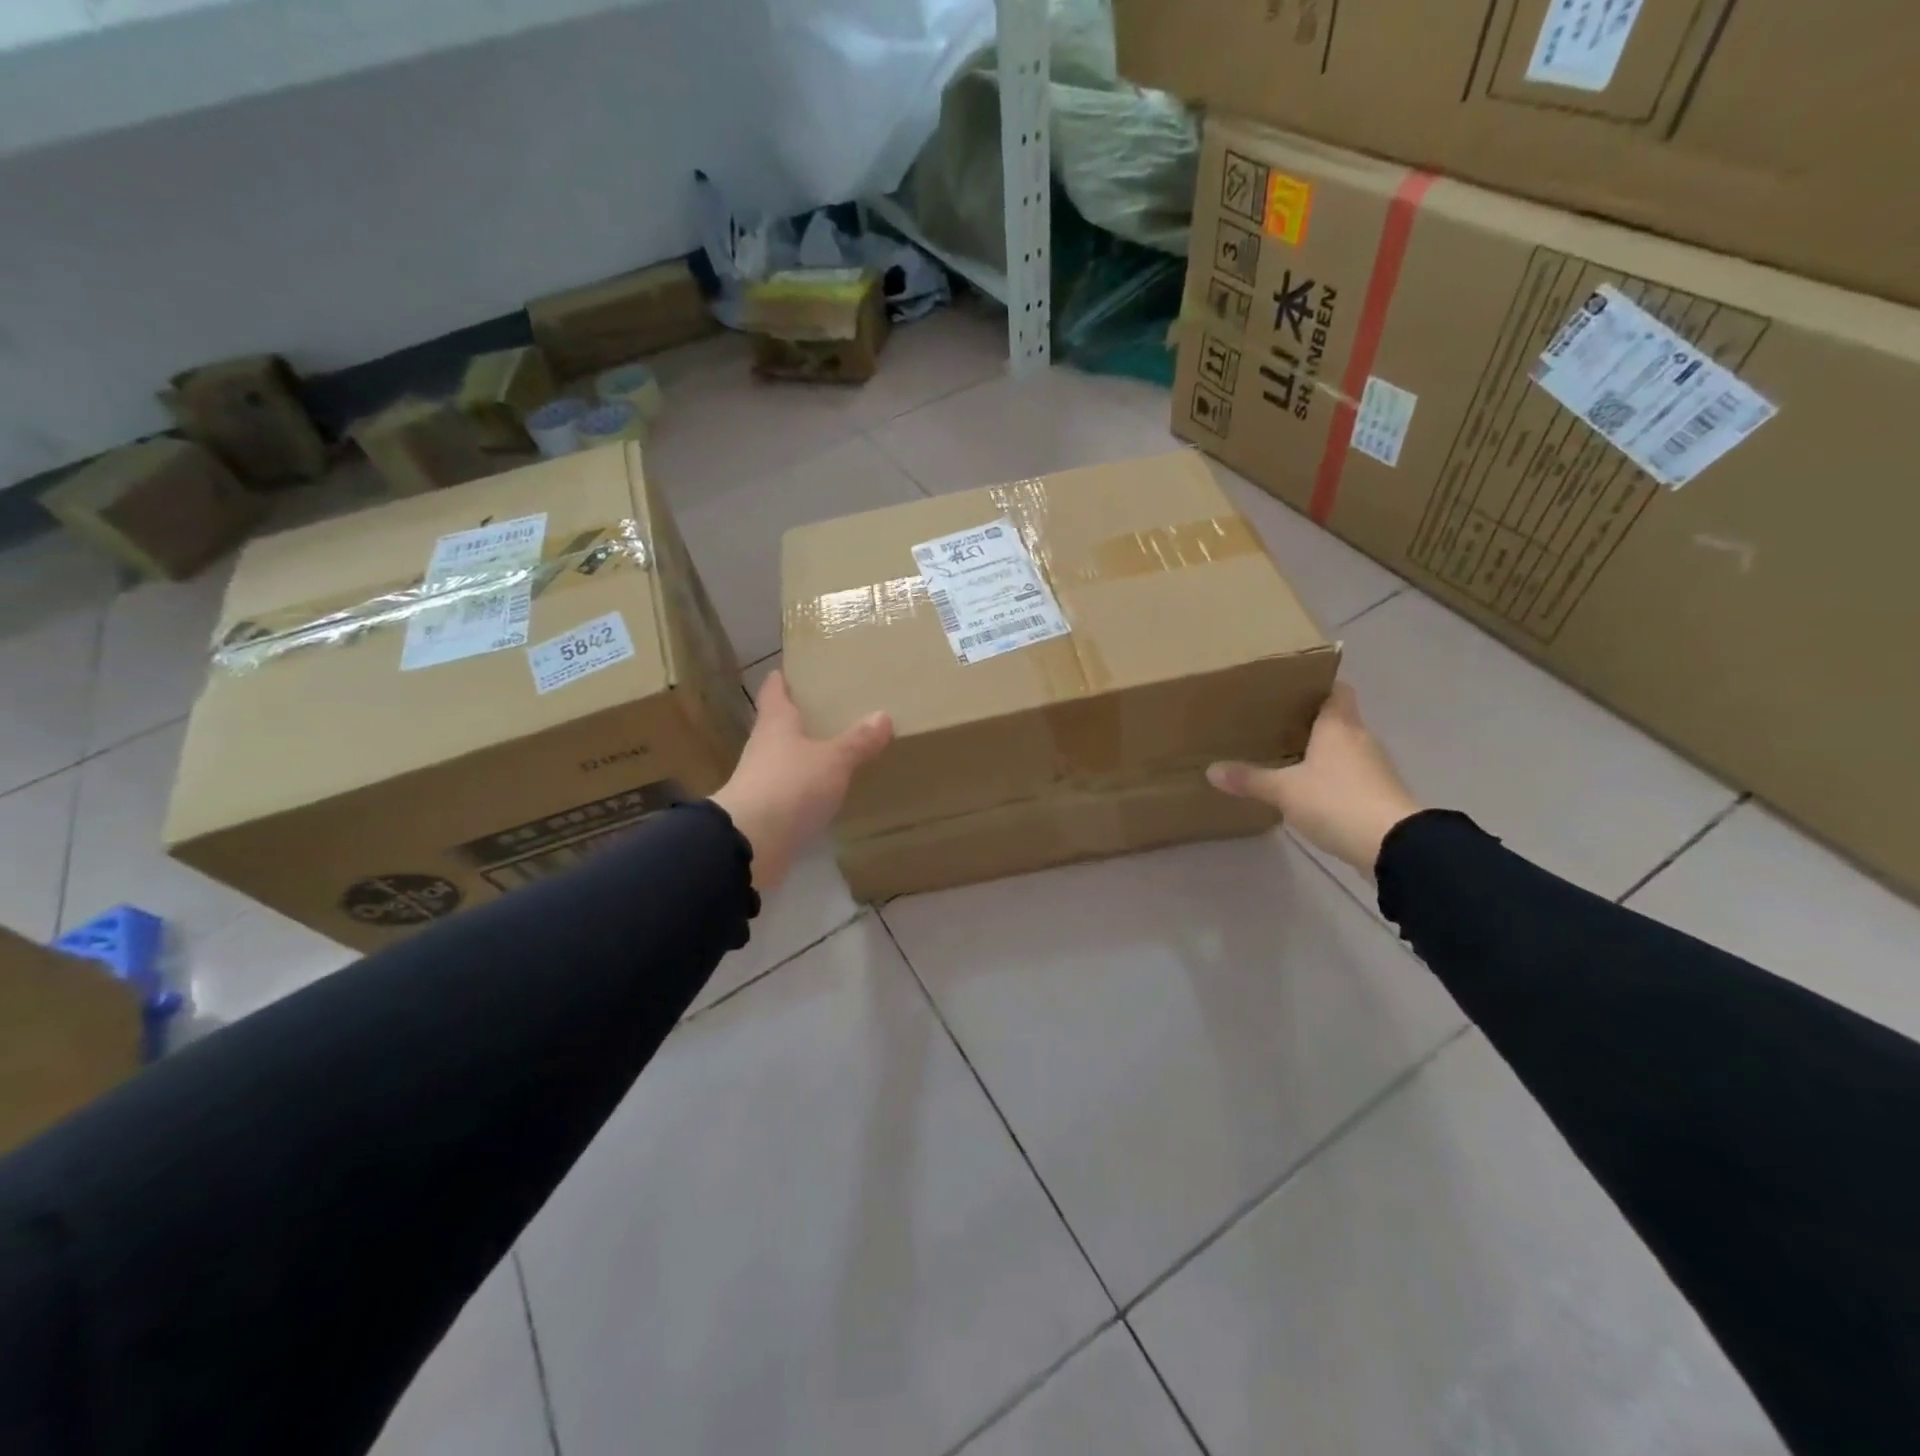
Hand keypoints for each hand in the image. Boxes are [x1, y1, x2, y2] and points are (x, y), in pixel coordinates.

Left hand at [711, 671, 892, 892]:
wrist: (750, 843)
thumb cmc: (790, 786)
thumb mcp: (833, 760)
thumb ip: (858, 741)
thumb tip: (883, 715)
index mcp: (775, 723)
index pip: (775, 690)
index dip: (784, 678)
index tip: (798, 669)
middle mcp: (764, 747)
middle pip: (780, 724)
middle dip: (803, 717)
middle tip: (834, 709)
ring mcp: (762, 780)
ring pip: (787, 759)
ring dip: (807, 755)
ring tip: (839, 750)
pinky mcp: (767, 812)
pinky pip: (792, 792)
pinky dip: (808, 788)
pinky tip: (829, 792)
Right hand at [1206, 682, 1420, 877]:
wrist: (1393, 844)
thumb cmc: (1336, 800)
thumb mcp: (1284, 791)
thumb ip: (1249, 779)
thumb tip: (1211, 771)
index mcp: (1338, 725)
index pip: (1336, 689)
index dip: (1317, 685)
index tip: (1290, 689)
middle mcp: (1360, 738)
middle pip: (1337, 718)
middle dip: (1310, 720)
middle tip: (1275, 723)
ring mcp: (1374, 766)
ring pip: (1344, 747)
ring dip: (1322, 750)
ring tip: (1287, 755)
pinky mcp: (1379, 793)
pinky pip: (1351, 774)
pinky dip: (1333, 776)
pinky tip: (1310, 788)